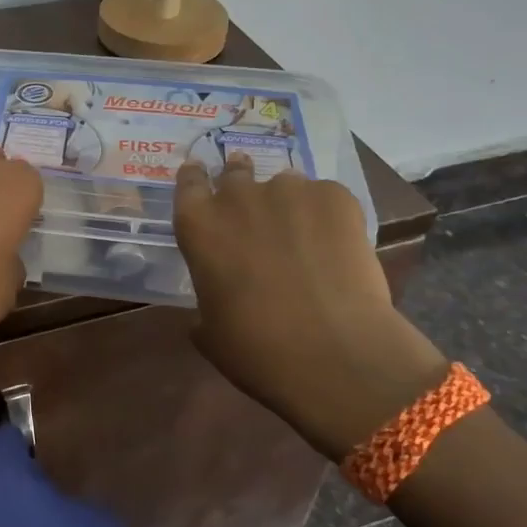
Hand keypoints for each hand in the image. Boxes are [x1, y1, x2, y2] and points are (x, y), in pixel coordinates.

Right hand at [173, 155, 447, 451]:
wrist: (335, 355)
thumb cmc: (256, 350)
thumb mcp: (211, 329)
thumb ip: (207, 296)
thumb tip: (219, 293)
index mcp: (199, 225)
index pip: (188, 182)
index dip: (196, 179)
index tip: (202, 179)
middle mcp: (238, 196)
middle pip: (235, 171)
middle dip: (241, 182)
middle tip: (254, 209)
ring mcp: (289, 191)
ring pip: (284, 184)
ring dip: (286, 203)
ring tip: (303, 236)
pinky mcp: (336, 197)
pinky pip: (325, 196)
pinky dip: (327, 215)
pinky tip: (337, 247)